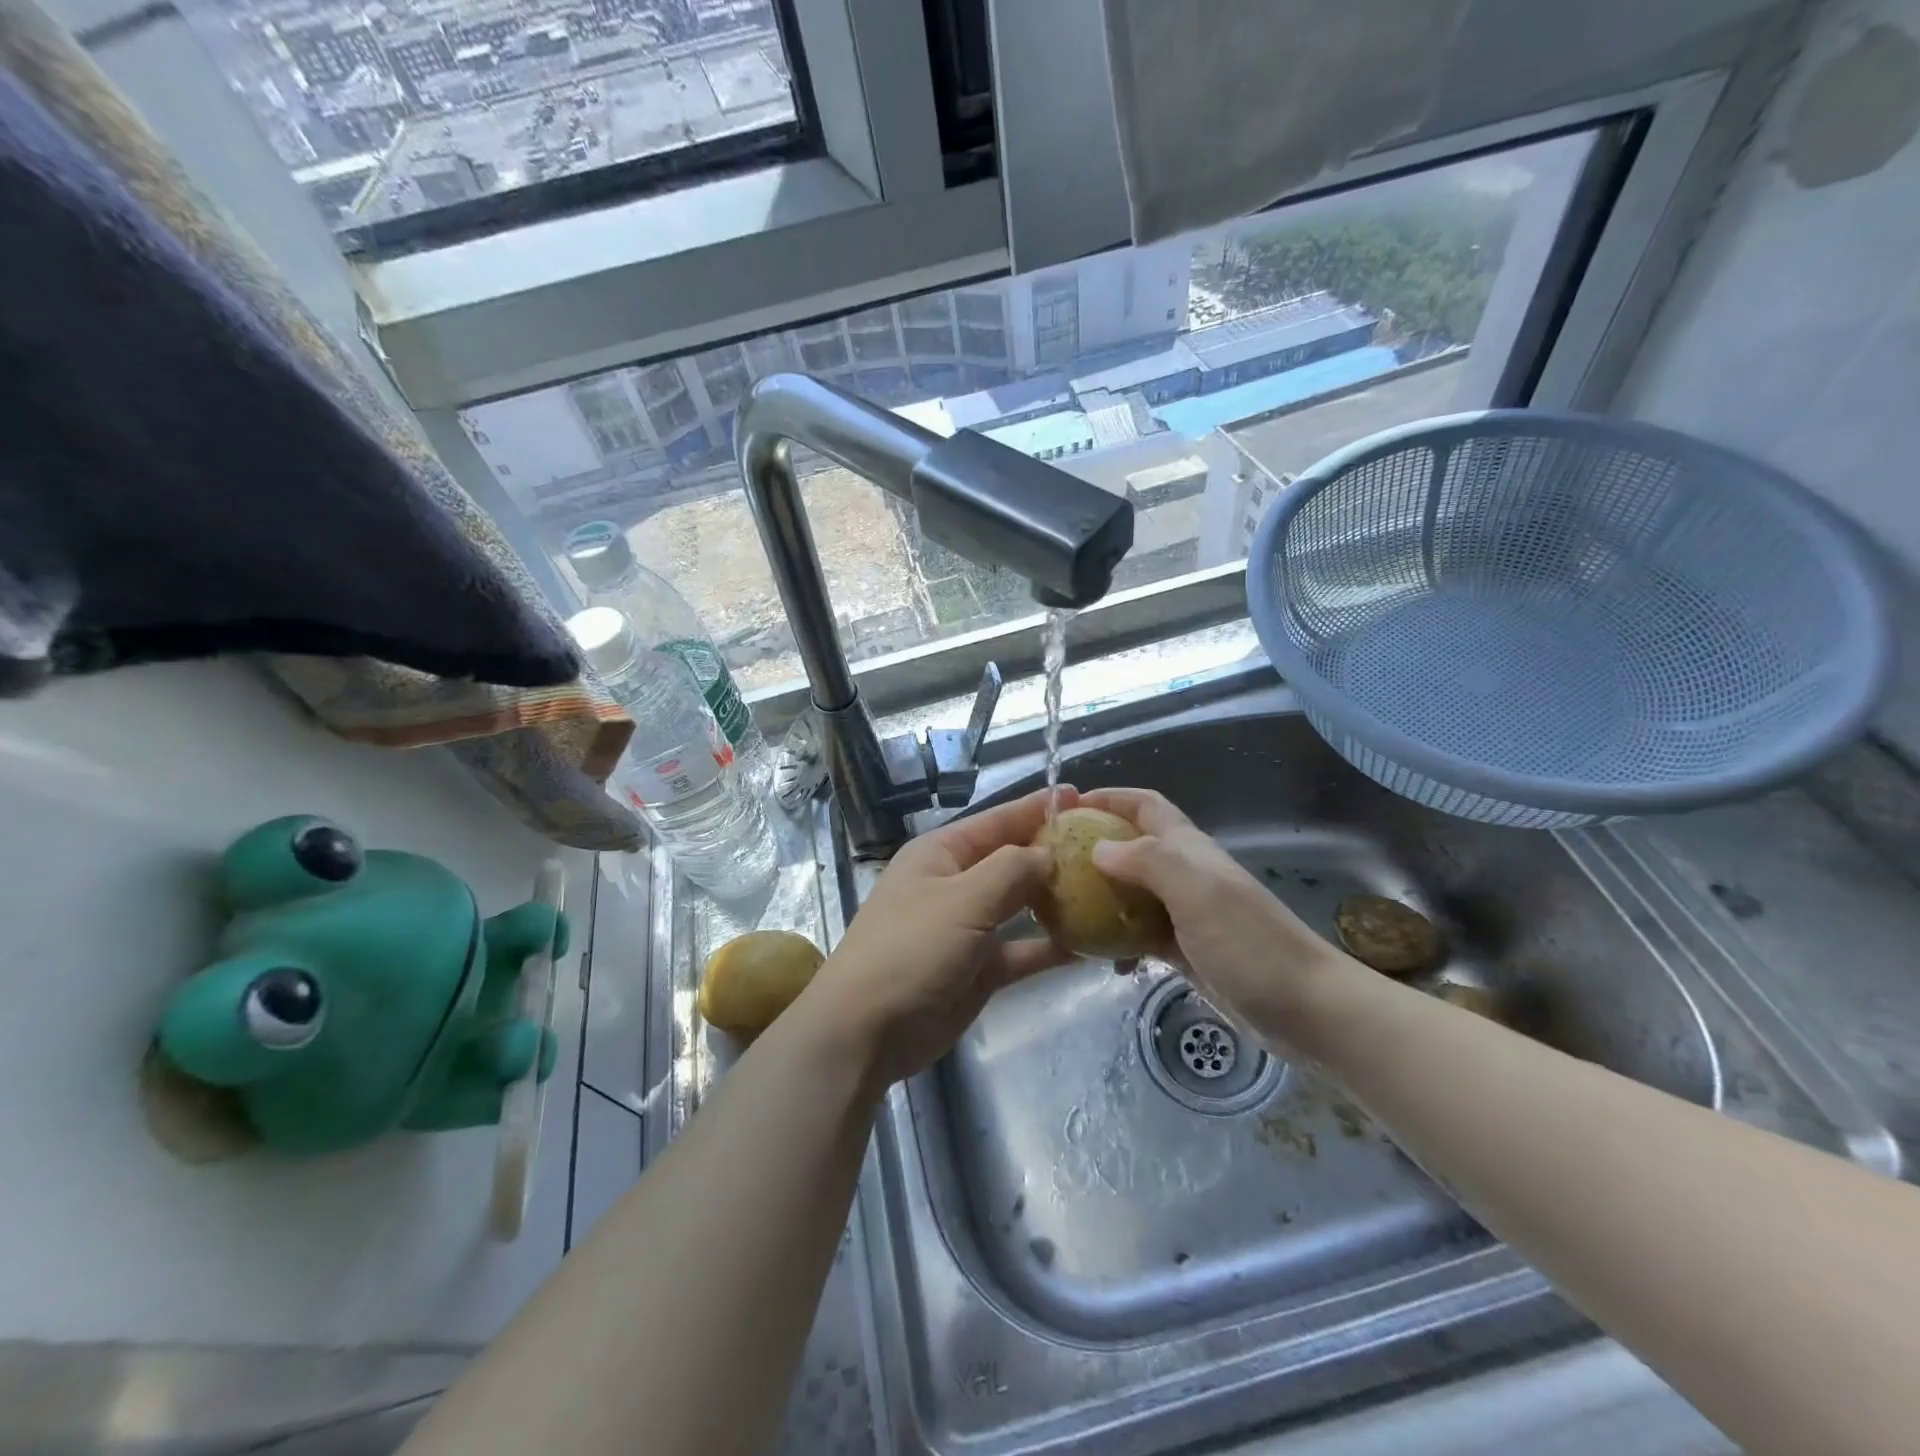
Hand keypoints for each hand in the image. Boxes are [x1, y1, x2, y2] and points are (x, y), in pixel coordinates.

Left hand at [797, 785, 1076, 1086]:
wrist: (867, 1031)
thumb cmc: (910, 949)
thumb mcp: (962, 899)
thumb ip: (1011, 870)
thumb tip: (1049, 853)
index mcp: (942, 853)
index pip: (997, 821)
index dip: (1036, 807)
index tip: (1079, 796)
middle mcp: (956, 884)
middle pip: (1013, 861)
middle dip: (1054, 854)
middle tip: (1106, 849)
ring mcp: (968, 928)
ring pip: (1021, 906)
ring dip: (1057, 901)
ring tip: (1106, 891)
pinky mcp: (980, 969)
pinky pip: (1023, 949)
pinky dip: (1051, 946)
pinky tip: (1090, 944)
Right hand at [1079, 787, 1348, 1026]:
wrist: (1307, 1009)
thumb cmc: (1251, 944)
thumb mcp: (1197, 892)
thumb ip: (1147, 862)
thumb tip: (1097, 848)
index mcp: (1188, 849)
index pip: (1145, 805)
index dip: (1109, 798)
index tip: (1066, 808)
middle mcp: (1185, 874)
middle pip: (1133, 846)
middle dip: (1094, 847)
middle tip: (1052, 864)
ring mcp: (1186, 914)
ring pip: (1132, 891)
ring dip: (1101, 895)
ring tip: (1064, 911)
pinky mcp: (1186, 951)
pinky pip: (1141, 933)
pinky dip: (1119, 938)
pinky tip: (1104, 958)